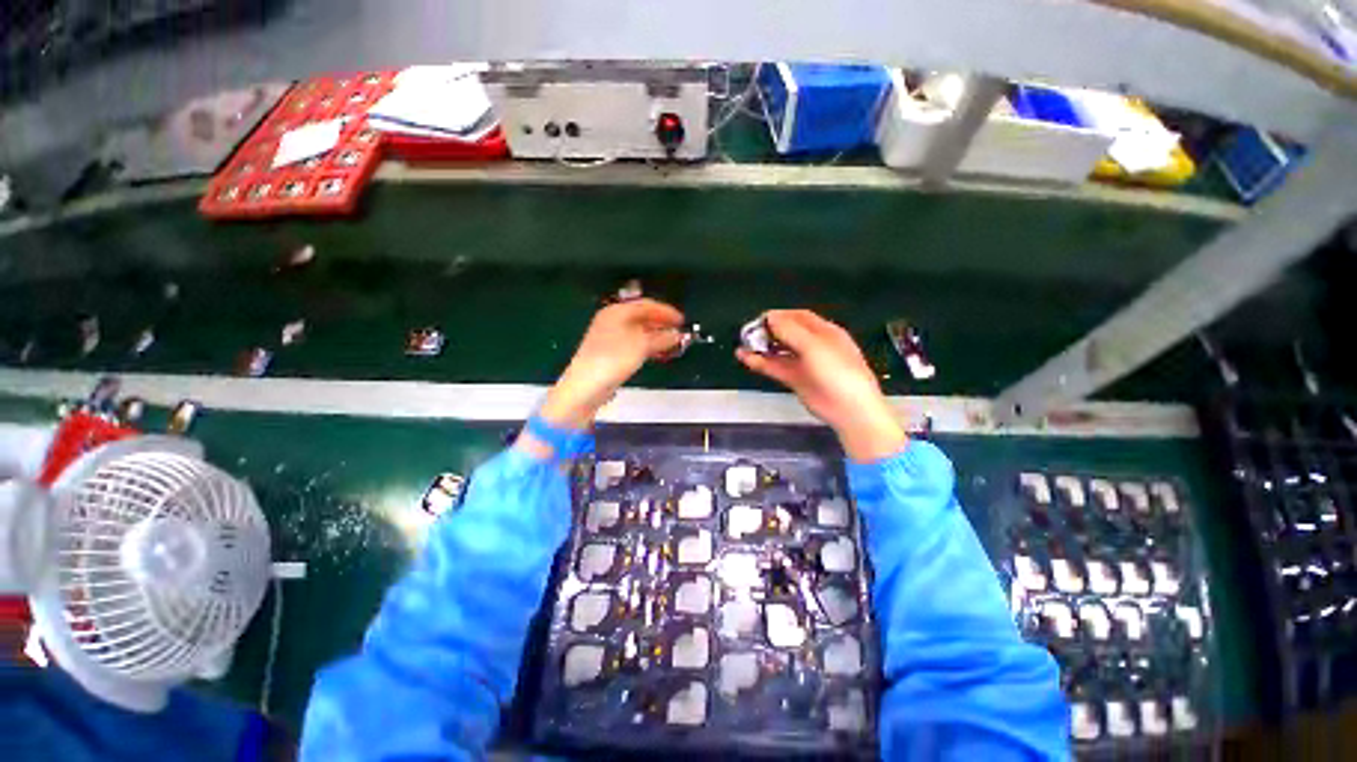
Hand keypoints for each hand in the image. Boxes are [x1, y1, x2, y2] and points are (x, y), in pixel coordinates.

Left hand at [538, 299, 685, 429]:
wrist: (587, 384)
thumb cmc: (615, 358)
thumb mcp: (643, 345)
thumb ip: (663, 338)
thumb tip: (678, 335)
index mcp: (618, 311)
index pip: (647, 305)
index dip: (666, 311)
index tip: (682, 320)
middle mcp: (612, 320)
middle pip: (642, 317)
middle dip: (662, 324)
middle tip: (678, 331)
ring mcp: (610, 336)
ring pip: (638, 331)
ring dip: (656, 336)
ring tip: (672, 343)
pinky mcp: (610, 352)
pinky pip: (633, 343)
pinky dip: (647, 345)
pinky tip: (657, 352)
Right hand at [737, 310, 906, 461]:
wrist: (849, 408)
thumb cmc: (836, 370)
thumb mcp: (814, 346)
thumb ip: (790, 330)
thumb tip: (770, 317)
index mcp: (825, 332)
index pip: (800, 317)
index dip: (780, 315)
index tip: (760, 318)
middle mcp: (814, 346)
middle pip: (788, 333)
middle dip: (769, 331)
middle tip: (749, 332)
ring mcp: (805, 364)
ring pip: (780, 351)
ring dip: (762, 347)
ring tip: (743, 344)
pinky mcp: (796, 380)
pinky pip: (776, 367)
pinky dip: (761, 363)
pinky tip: (746, 358)